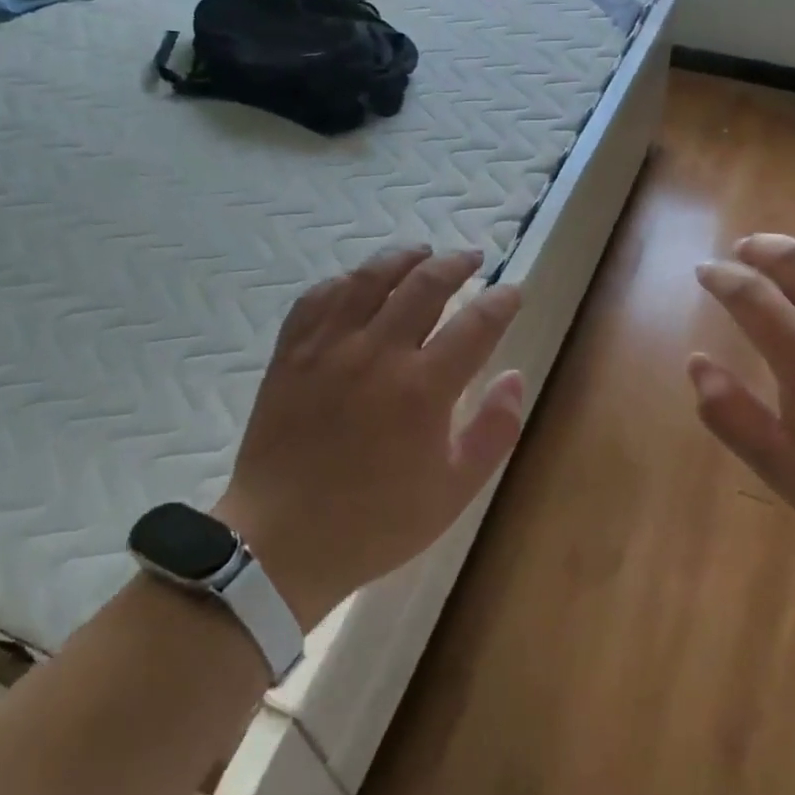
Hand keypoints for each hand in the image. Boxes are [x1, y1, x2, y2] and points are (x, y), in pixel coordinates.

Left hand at [212, 246, 524, 628]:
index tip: (513, 292)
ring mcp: (328, 347)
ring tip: (422, 252)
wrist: (279, 542)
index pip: (476, 324)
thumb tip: (514, 376)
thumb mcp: (454, 491)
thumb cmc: (375, 522)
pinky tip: (359, 282)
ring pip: (370, 277)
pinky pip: (319, 296)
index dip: (501, 301)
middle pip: (425, 284)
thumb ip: (494, 430)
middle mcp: (377, 353)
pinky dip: (345, 281)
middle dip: (456, 263)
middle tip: (472, 259)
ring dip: (403, 257)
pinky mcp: (291, 353)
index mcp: (423, 388)